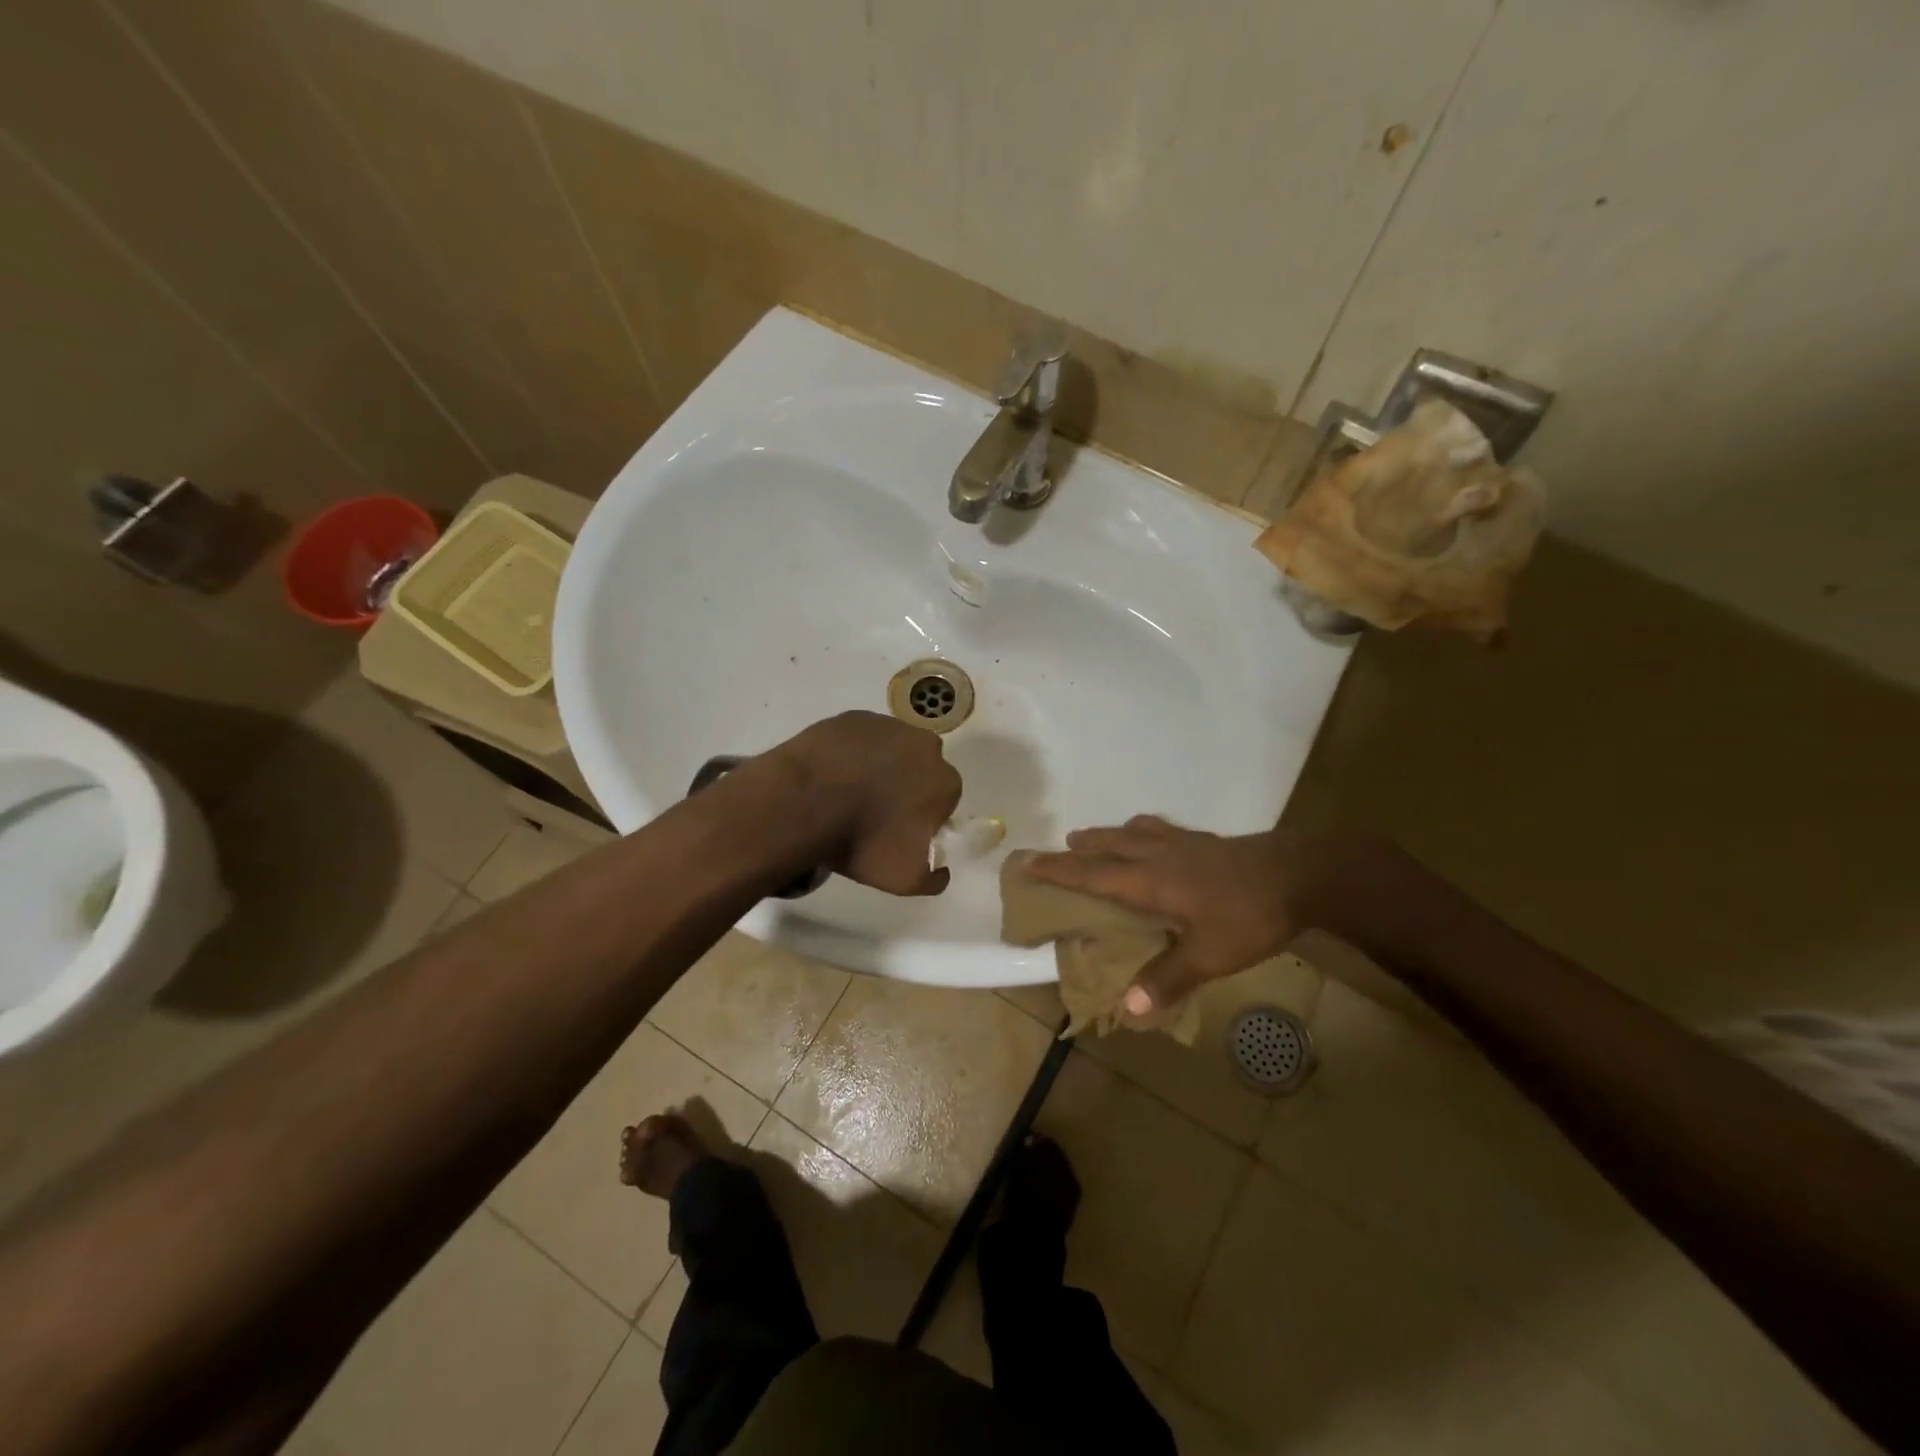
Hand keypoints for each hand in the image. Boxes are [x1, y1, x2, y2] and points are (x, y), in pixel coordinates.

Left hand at [771, 711, 962, 895]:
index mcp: (945, 781)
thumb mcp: (906, 879)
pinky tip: (832, 774)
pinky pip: (860, 738)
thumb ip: (935, 877)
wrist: (803, 803)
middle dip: (904, 786)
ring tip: (848, 792)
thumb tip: (942, 869)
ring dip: (879, 766)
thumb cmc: (862, 841)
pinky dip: (852, 753)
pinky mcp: (853, 717)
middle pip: (920, 769)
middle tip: (873, 811)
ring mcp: (888, 725)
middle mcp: (925, 746)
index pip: (942, 800)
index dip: (922, 816)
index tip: (899, 830)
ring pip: (891, 749)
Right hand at [1025, 817, 1335, 1013]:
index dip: (1057, 869)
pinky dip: (1142, 831)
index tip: (1027, 861)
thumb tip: (1128, 1010)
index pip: (1092, 873)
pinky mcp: (1206, 841)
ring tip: (1096, 839)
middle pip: (1108, 845)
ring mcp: (1183, 843)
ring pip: (1133, 832)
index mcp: (1150, 880)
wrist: (1301, 874)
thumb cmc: (1248, 915)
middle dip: (1081, 847)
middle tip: (1061, 848)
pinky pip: (1160, 829)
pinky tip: (1154, 837)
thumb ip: (1168, 979)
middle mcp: (1158, 855)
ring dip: (1109, 835)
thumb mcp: (1209, 955)